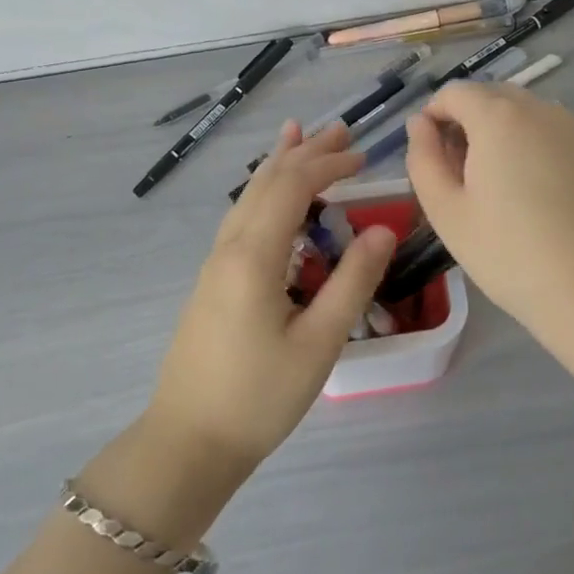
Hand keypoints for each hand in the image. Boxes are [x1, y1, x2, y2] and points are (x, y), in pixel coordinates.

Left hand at [146, 121, 396, 475]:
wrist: (188, 443)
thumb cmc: (258, 396)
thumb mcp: (319, 343)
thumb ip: (353, 281)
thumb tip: (385, 228)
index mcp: (253, 254)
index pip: (292, 186)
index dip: (328, 163)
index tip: (364, 156)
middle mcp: (229, 246)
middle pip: (267, 181)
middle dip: (305, 152)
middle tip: (341, 130)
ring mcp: (216, 262)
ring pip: (249, 196)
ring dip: (281, 165)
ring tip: (301, 136)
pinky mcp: (214, 279)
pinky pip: (242, 216)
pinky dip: (264, 192)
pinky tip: (273, 198)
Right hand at [406, 83, 573, 326]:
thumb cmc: (511, 254)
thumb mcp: (448, 212)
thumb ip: (424, 159)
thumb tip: (420, 124)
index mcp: (498, 117)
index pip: (454, 92)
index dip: (434, 116)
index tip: (431, 156)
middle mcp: (540, 108)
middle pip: (492, 97)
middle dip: (469, 123)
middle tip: (463, 175)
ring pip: (526, 114)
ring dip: (504, 134)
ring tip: (503, 188)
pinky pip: (556, 134)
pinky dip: (537, 148)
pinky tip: (542, 195)